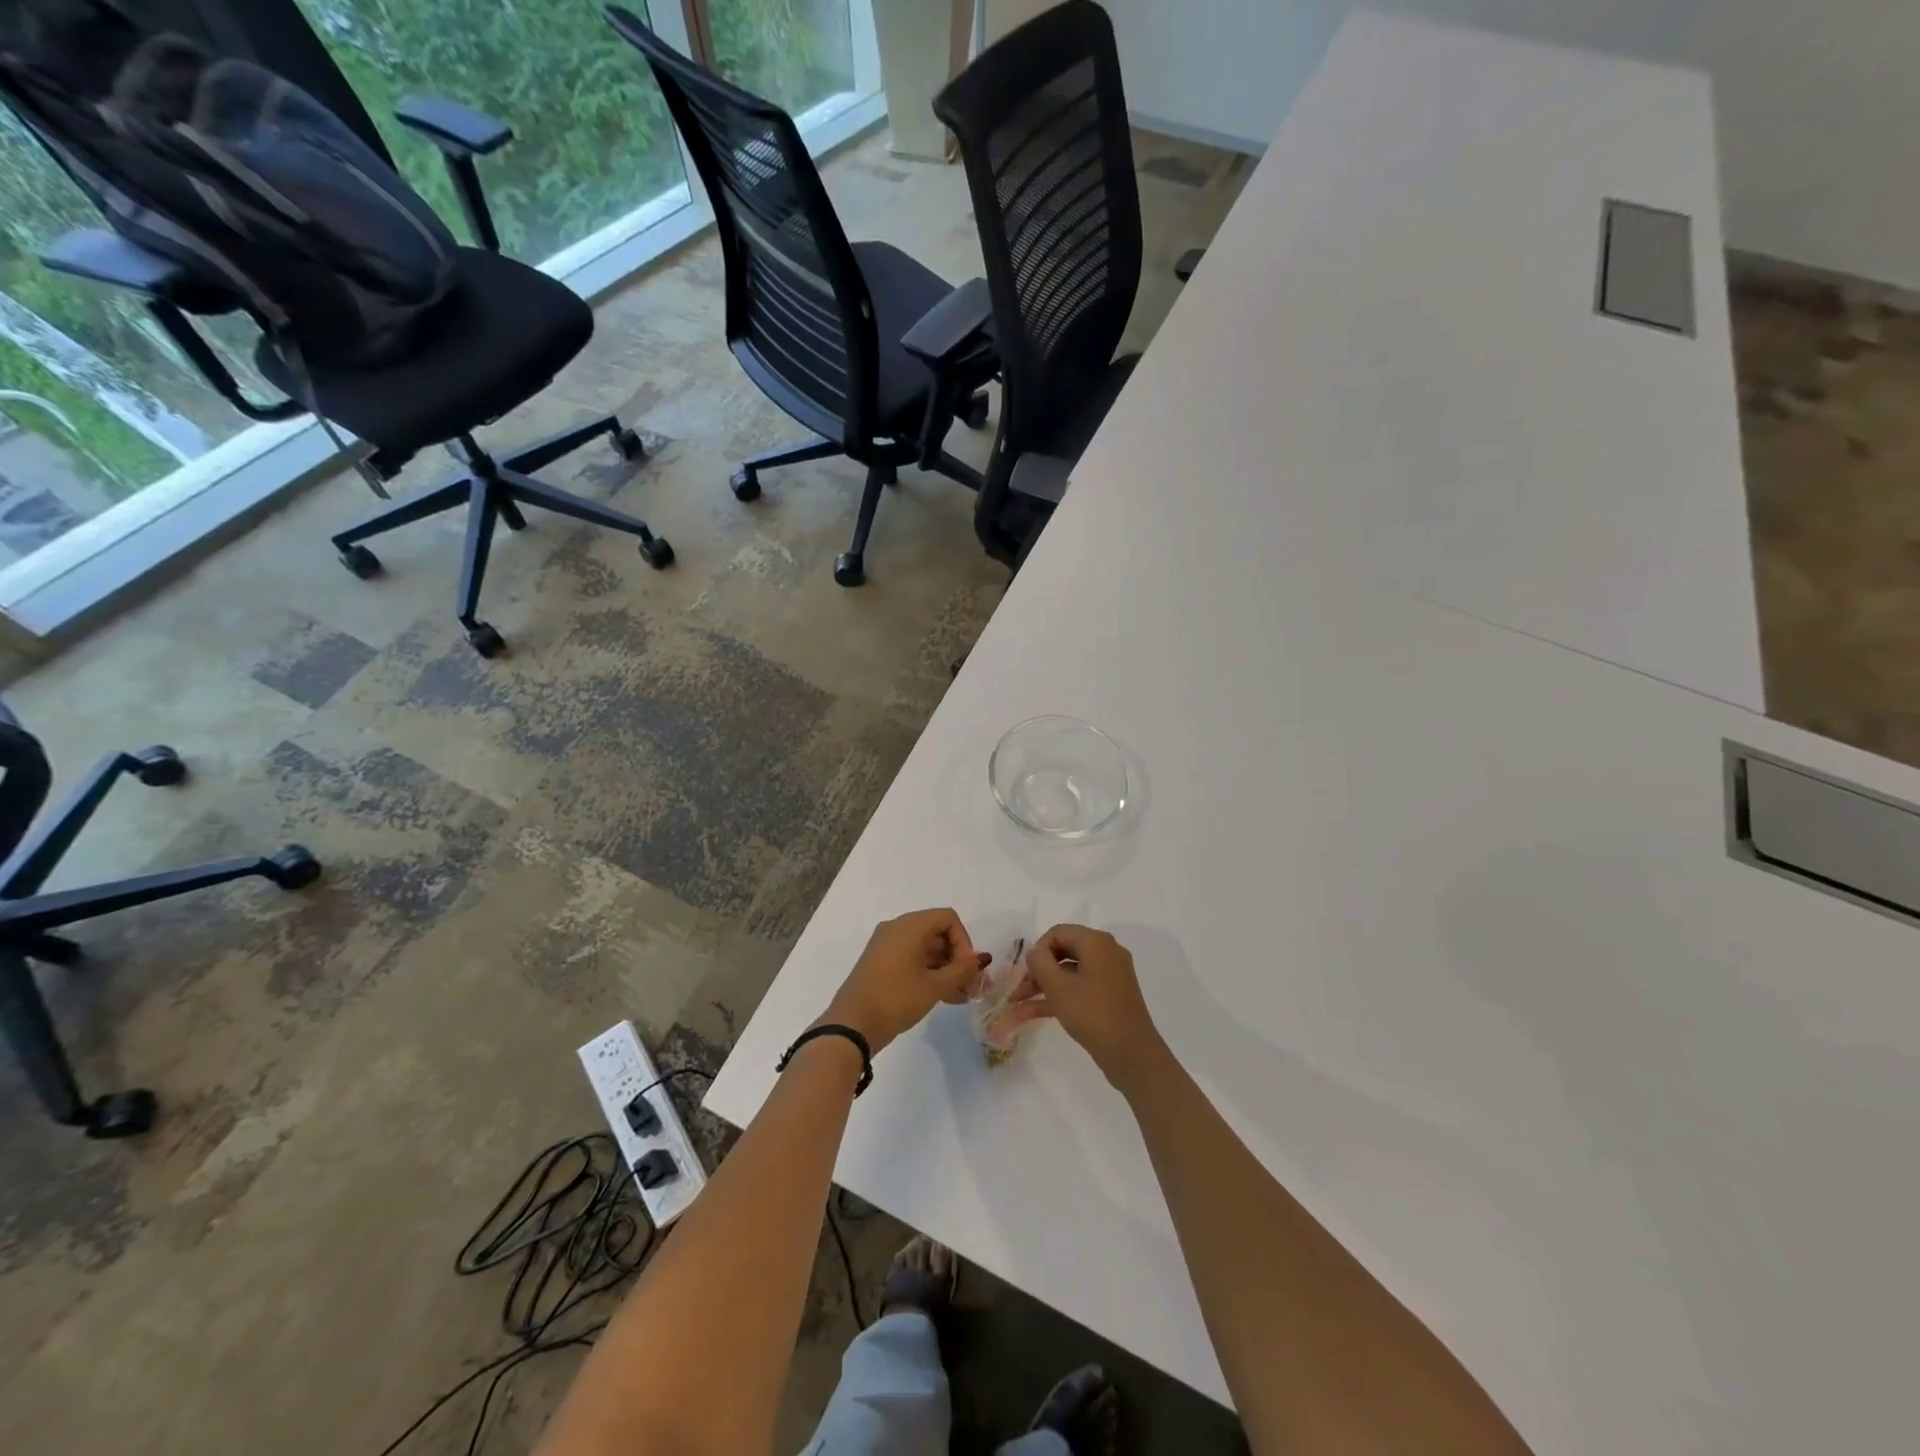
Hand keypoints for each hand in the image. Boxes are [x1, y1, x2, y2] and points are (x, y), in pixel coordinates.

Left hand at [822, 908, 988, 1053]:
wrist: (852, 1024)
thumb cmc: (897, 998)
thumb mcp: (935, 986)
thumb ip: (963, 970)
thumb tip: (981, 959)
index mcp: (910, 925)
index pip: (948, 919)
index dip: (964, 942)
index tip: (967, 970)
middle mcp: (897, 927)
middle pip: (937, 932)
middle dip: (956, 958)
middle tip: (969, 987)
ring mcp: (886, 945)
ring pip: (925, 948)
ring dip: (945, 969)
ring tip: (959, 997)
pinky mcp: (879, 962)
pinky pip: (911, 958)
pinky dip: (928, 973)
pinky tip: (942, 997)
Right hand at [1017, 924, 1168, 1091]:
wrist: (1132, 1055)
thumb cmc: (1093, 1014)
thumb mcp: (1058, 987)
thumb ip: (1039, 962)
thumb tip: (1034, 952)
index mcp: (1097, 942)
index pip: (1058, 933)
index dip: (1037, 951)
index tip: (1025, 974)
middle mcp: (1106, 952)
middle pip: (1062, 951)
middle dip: (1037, 971)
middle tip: (1018, 992)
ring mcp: (1109, 975)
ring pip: (1068, 973)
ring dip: (1043, 986)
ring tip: (1017, 1006)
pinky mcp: (1110, 996)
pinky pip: (1078, 988)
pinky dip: (1058, 997)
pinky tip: (1031, 1014)